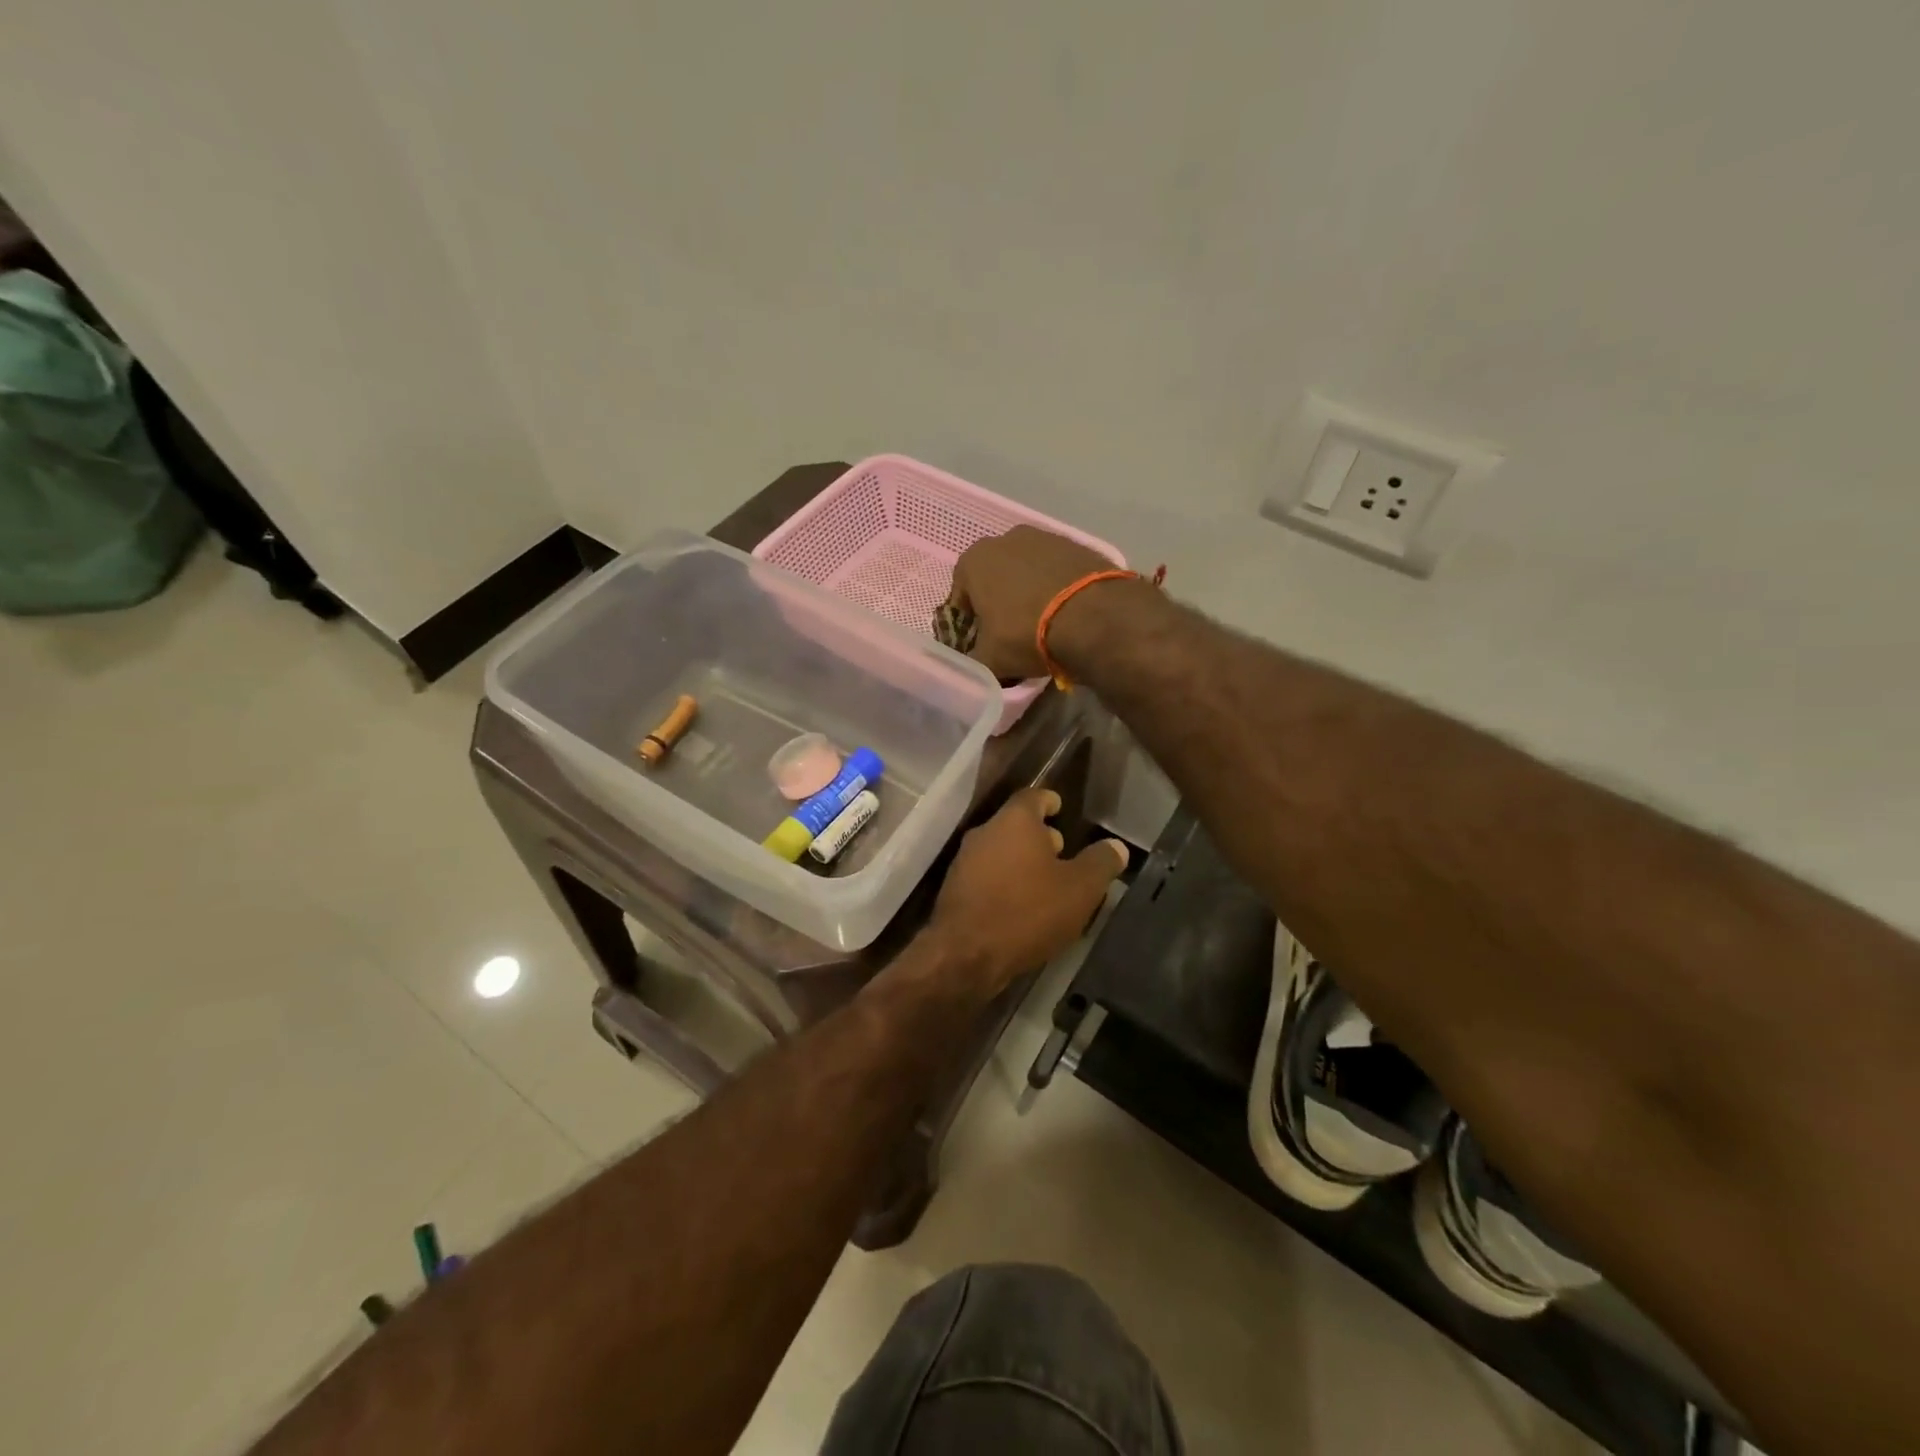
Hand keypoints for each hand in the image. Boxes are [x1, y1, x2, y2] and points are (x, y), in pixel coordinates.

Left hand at [929, 787, 1129, 992]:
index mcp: (1014, 821)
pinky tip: (1022, 906)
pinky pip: (987, 877)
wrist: (965, 954)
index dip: (1049, 801)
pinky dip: (1005, 883)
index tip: (1061, 808)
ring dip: (1022, 862)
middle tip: (1063, 851)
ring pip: (1000, 851)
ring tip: (1047, 883)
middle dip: (1039, 836)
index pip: (1033, 796)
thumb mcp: (1080, 889)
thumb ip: (1100, 864)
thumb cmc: (1028, 911)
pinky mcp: (955, 891)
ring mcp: (965, 862)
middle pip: (1015, 825)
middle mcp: (984, 833)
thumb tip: (1116, 847)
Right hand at [948, 526, 1118, 679]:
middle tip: (1012, 636)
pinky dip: (1057, 589)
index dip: (969, 625)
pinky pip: (1057, 572)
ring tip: (1044, 627)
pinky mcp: (1078, 545)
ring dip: (1029, 594)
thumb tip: (971, 669)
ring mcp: (1045, 537)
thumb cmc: (1027, 634)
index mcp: (974, 561)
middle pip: (995, 580)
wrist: (1095, 617)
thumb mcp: (990, 660)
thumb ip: (972, 663)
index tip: (982, 645)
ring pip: (1027, 573)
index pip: (960, 598)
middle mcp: (1005, 539)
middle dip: (1000, 605)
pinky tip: (1067, 614)